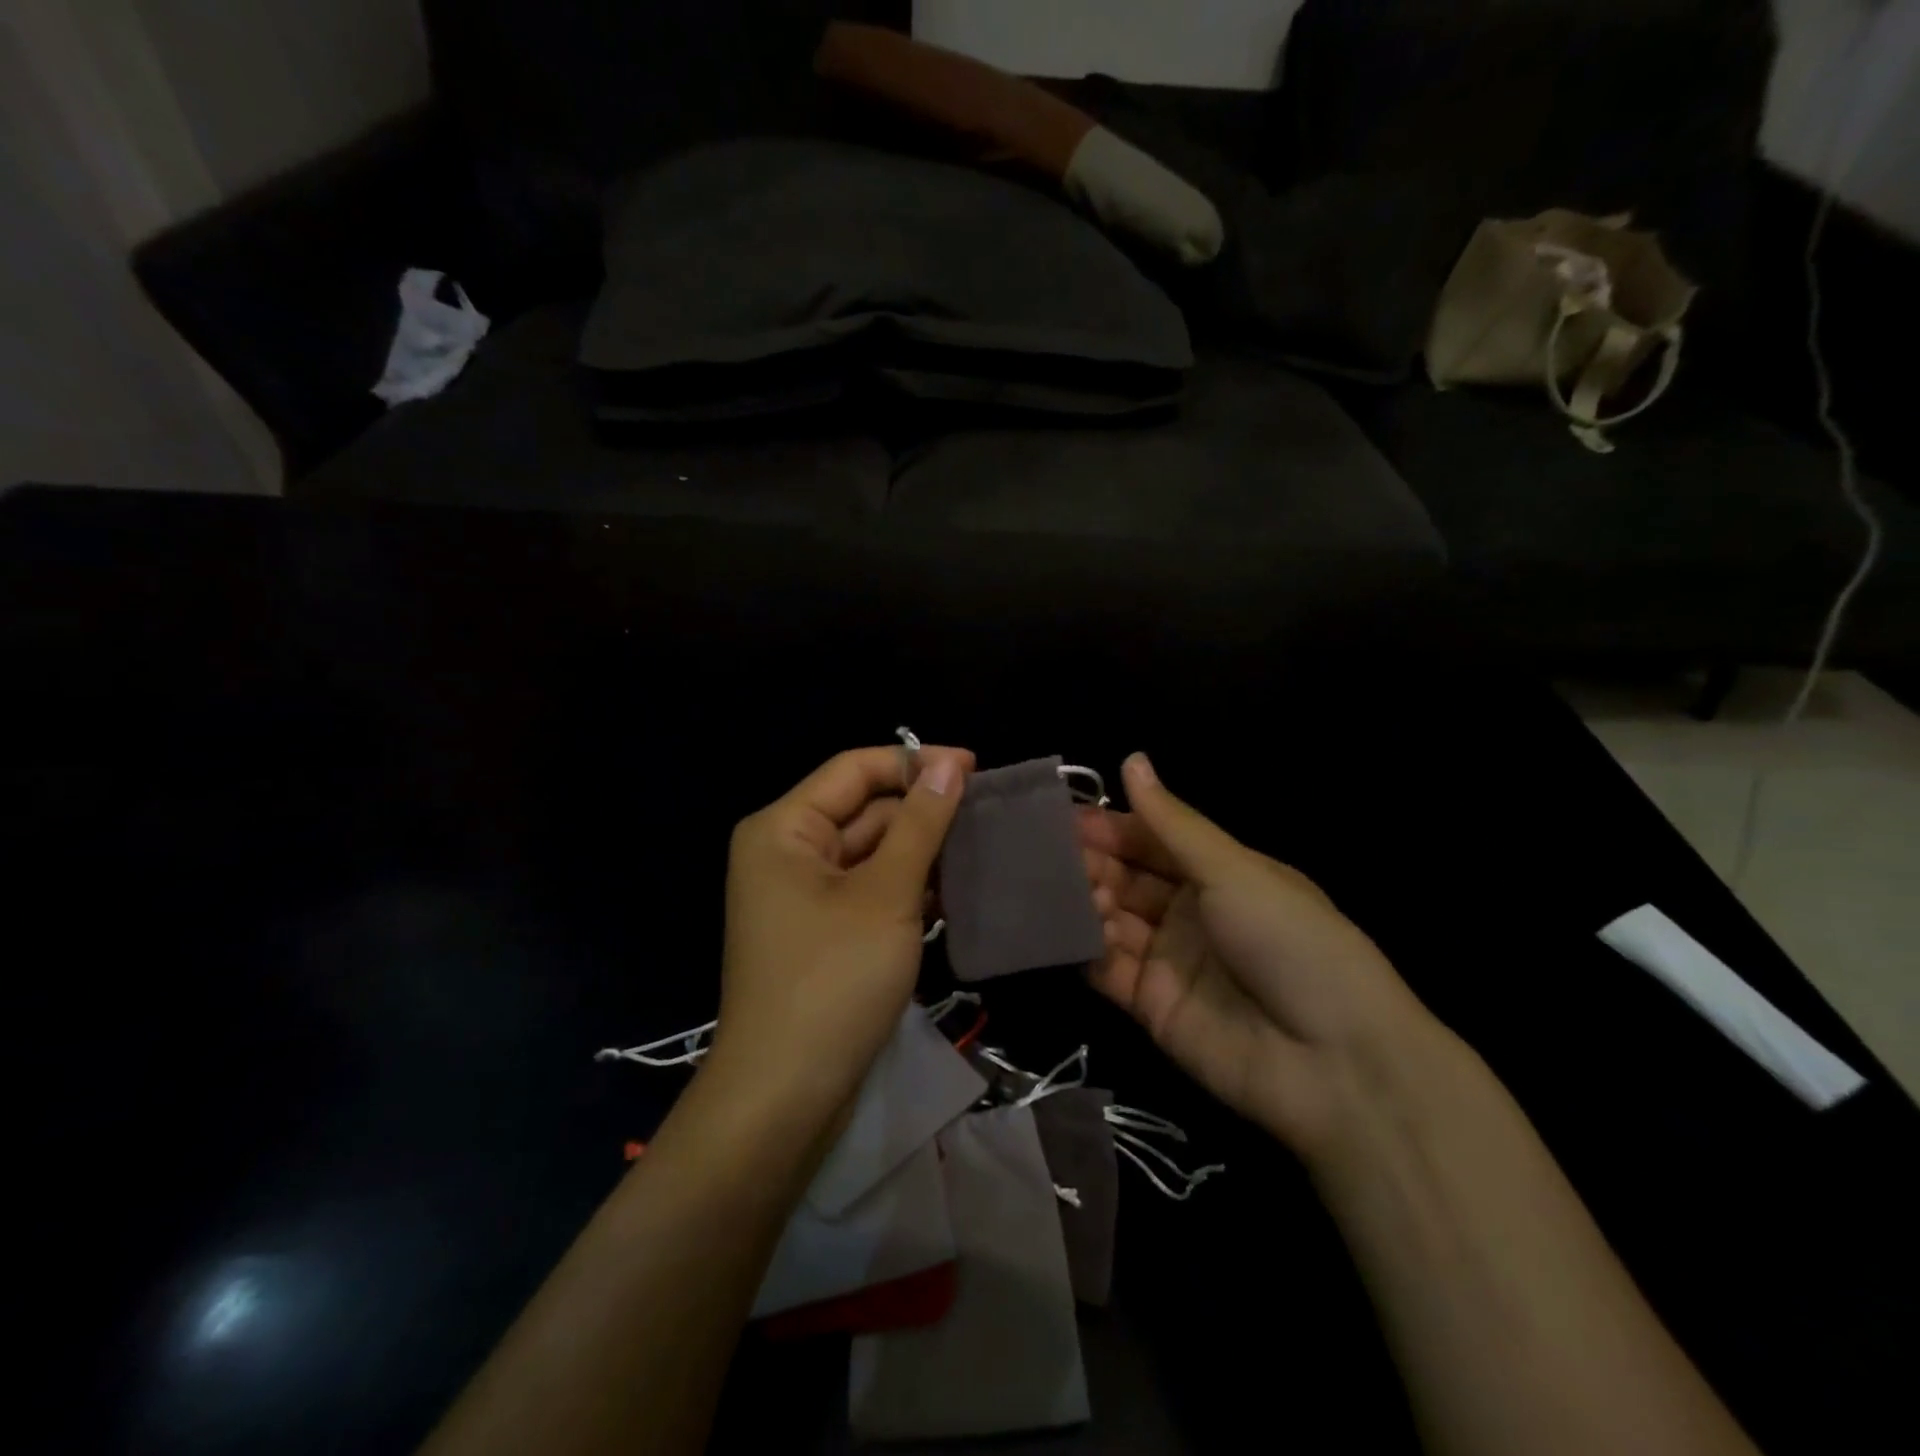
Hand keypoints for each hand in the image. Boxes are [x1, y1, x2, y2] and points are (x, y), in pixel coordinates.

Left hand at [710, 744, 973, 1126]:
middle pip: (864, 809)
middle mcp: (787, 851)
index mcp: (784, 828)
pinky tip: (957, 892)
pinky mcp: (823, 931)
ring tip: (985, 849)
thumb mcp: (886, 894)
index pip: (855, 770)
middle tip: (990, 815)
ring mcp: (804, 895)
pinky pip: (870, 889)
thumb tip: (950, 763)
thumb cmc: (832, 980)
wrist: (786, 1096)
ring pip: (872, 852)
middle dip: (924, 811)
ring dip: (922, 851)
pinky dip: (909, 888)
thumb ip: (920, 823)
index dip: (916, 761)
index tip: (978, 767)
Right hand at [1080, 753, 1442, 1162]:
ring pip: (1112, 919)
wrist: (1332, 1061)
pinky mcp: (1150, 1006)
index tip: (1066, 816)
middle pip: (1128, 878)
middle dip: (1093, 862)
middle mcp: (1190, 912)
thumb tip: (1132, 759)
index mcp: (1219, 873)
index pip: (1153, 840)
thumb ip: (1171, 823)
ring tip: (1066, 889)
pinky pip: (1107, 969)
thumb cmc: (1289, 941)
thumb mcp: (1233, 870)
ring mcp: (1168, 959)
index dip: (1113, 826)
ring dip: (1088, 901)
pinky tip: (1072, 930)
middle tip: (1051, 852)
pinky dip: (1087, 948)